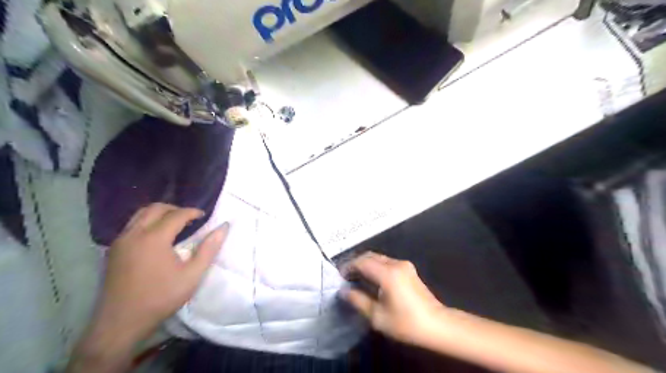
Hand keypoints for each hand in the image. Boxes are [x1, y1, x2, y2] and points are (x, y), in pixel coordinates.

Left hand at [94, 203, 230, 339]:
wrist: (121, 322)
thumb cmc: (161, 297)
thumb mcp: (192, 275)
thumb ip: (209, 249)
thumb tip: (223, 227)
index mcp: (154, 238)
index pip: (175, 215)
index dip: (192, 212)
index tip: (204, 215)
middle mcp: (134, 234)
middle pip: (155, 208)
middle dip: (175, 209)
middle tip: (190, 218)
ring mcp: (120, 242)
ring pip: (140, 215)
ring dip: (160, 214)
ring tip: (175, 225)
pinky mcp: (113, 250)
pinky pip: (132, 225)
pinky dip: (147, 222)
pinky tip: (157, 237)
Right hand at [343, 251, 446, 345]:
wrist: (437, 325)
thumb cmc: (406, 323)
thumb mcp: (377, 316)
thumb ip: (358, 300)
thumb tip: (344, 291)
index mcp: (388, 274)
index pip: (362, 262)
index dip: (348, 266)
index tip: (340, 276)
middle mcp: (396, 264)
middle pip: (370, 256)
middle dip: (356, 263)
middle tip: (346, 276)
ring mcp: (404, 265)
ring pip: (379, 258)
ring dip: (366, 264)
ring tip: (357, 278)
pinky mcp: (409, 269)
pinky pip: (387, 262)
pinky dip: (375, 266)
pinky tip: (372, 279)